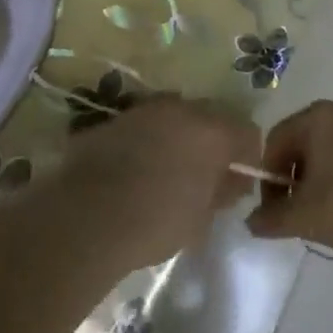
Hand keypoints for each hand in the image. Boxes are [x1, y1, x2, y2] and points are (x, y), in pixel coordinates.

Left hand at [60, 96, 260, 268]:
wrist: (84, 218)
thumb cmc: (154, 223)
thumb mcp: (201, 219)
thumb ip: (222, 193)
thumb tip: (231, 182)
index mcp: (213, 131)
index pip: (248, 132)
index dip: (247, 156)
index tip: (237, 183)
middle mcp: (183, 109)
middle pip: (212, 117)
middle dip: (213, 141)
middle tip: (204, 175)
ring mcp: (145, 109)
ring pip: (175, 116)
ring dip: (179, 137)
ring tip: (167, 171)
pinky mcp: (114, 118)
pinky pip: (144, 125)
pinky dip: (148, 140)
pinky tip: (136, 169)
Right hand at [245, 100, 332, 273]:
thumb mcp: (302, 218)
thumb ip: (270, 218)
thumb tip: (253, 222)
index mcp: (318, 117)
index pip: (277, 140)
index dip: (268, 176)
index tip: (274, 209)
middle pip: (309, 139)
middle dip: (298, 174)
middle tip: (301, 209)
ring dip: (328, 173)